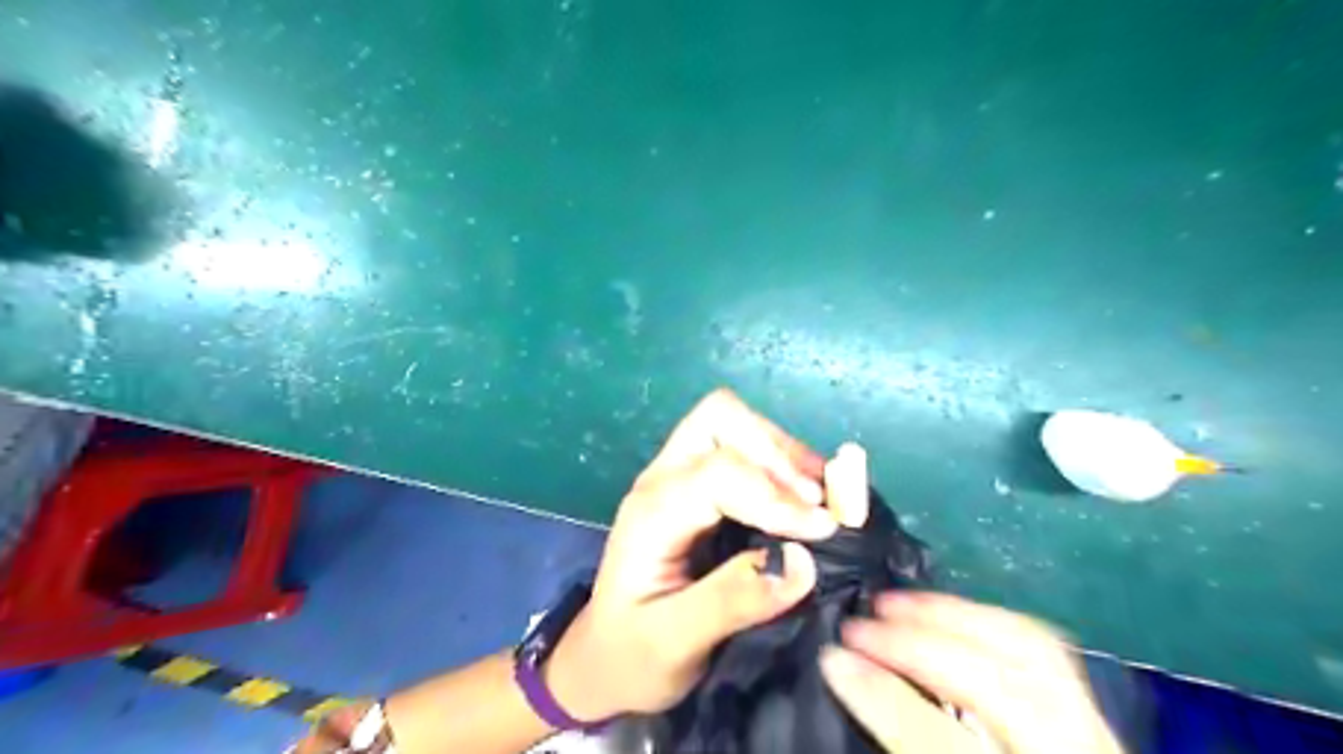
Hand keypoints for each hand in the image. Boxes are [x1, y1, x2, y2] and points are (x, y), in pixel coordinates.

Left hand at [544, 391, 870, 720]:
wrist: (605, 658)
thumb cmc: (632, 653)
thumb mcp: (675, 642)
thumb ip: (734, 602)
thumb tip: (804, 562)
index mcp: (652, 513)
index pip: (718, 473)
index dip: (774, 495)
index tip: (821, 530)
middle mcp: (663, 480)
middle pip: (719, 419)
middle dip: (776, 450)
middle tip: (818, 498)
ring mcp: (679, 478)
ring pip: (733, 425)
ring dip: (783, 453)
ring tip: (822, 496)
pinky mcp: (698, 488)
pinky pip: (741, 449)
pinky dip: (780, 465)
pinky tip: (805, 497)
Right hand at [818, 596, 1124, 753]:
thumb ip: (906, 744)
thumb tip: (847, 685)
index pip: (941, 745)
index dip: (883, 698)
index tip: (832, 660)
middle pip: (995, 686)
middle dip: (915, 643)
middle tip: (858, 626)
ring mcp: (1097, 743)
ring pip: (1029, 652)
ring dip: (951, 617)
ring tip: (894, 606)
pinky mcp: (1098, 722)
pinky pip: (1045, 650)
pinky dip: (988, 622)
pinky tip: (948, 615)